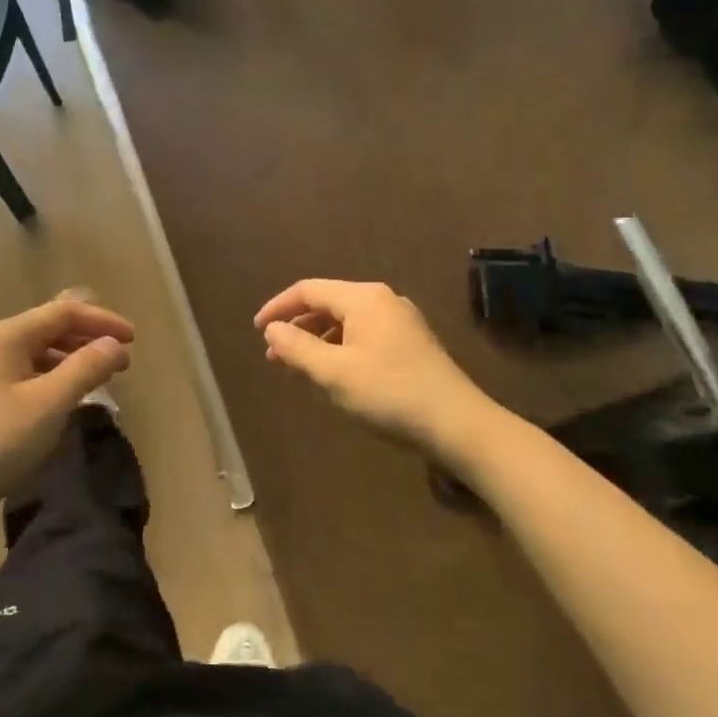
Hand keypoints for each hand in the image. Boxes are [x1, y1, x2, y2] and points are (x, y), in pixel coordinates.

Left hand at [0, 293, 133, 531]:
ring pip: (39, 351)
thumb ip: (86, 368)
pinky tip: (68, 397)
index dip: (102, 321)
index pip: (63, 312)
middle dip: (89, 339)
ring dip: (73, 359)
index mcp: (6, 335)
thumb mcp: (50, 403)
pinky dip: (54, 376)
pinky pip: (28, 371)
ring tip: (101, 378)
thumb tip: (115, 344)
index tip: (133, 340)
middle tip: (122, 360)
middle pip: (50, 327)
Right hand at [254, 279, 499, 454]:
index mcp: (364, 298)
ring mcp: (401, 322)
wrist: (460, 426)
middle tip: (275, 356)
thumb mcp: (334, 373)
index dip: (278, 307)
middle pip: (327, 303)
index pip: (308, 290)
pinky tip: (333, 373)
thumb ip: (298, 348)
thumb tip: (272, 329)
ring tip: (298, 367)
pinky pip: (363, 335)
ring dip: (317, 340)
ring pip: (346, 321)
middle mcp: (383, 301)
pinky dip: (339, 348)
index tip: (257, 330)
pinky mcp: (411, 344)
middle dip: (297, 327)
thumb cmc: (390, 394)